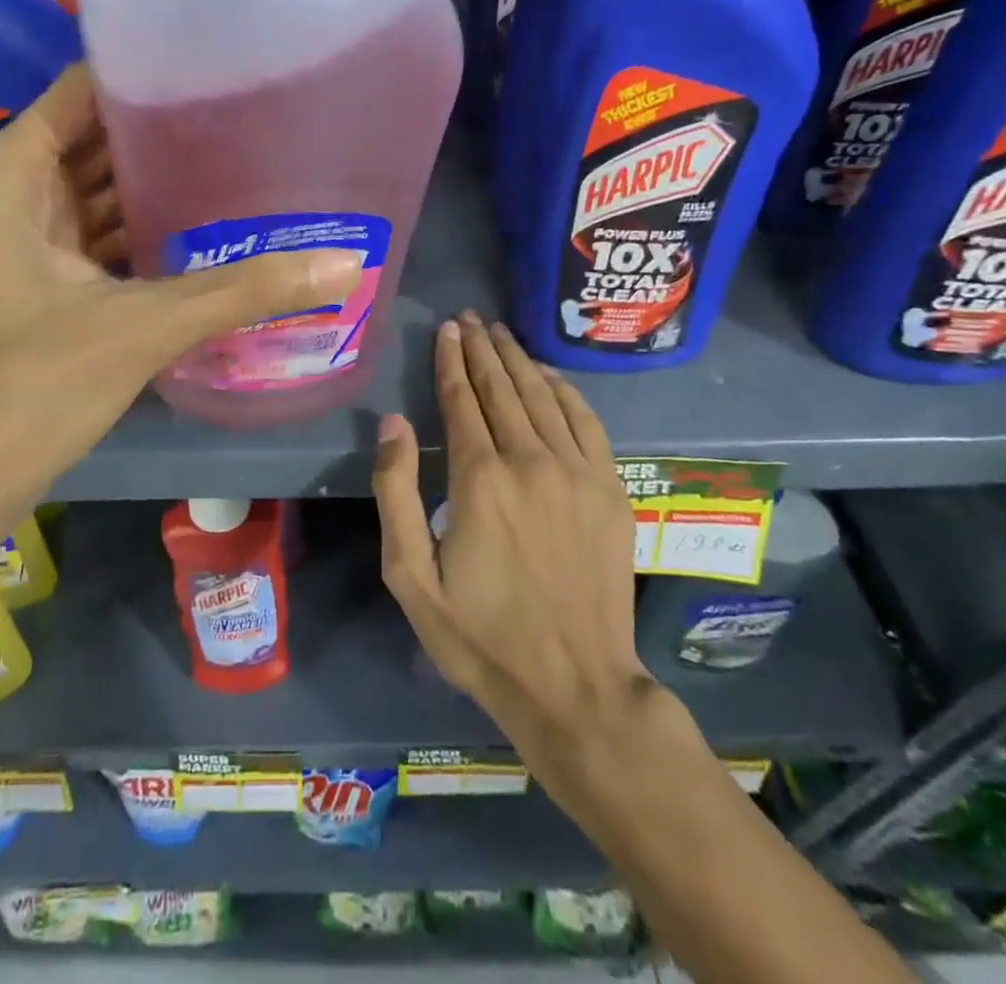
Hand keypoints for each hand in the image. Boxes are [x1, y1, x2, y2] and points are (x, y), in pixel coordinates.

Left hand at [0, 65, 361, 527]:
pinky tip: (202, 235)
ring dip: (155, 188)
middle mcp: (15, 203)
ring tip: (235, 163)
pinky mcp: (46, 294)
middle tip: (242, 114)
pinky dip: (144, 236)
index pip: (78, 95)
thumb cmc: (27, 387)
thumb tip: (344, 265)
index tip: (209, 63)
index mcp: (13, 181)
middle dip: (159, 132)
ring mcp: (28, 251)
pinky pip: (102, 243)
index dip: (137, 75)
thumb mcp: (140, 327)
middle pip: (94, 144)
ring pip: (99, 198)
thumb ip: (241, 292)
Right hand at [373, 312, 646, 757]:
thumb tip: (394, 422)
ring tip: (500, 334)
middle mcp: (530, 461)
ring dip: (519, 360)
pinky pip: (587, 422)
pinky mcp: (611, 490)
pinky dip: (566, 391)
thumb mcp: (411, 576)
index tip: (446, 329)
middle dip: (482, 349)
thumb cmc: (480, 635)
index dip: (450, 360)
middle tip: (469, 318)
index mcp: (479, 478)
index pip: (460, 400)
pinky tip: (550, 375)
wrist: (576, 686)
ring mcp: (578, 473)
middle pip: (502, 388)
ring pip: (543, 397)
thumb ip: (397, 492)